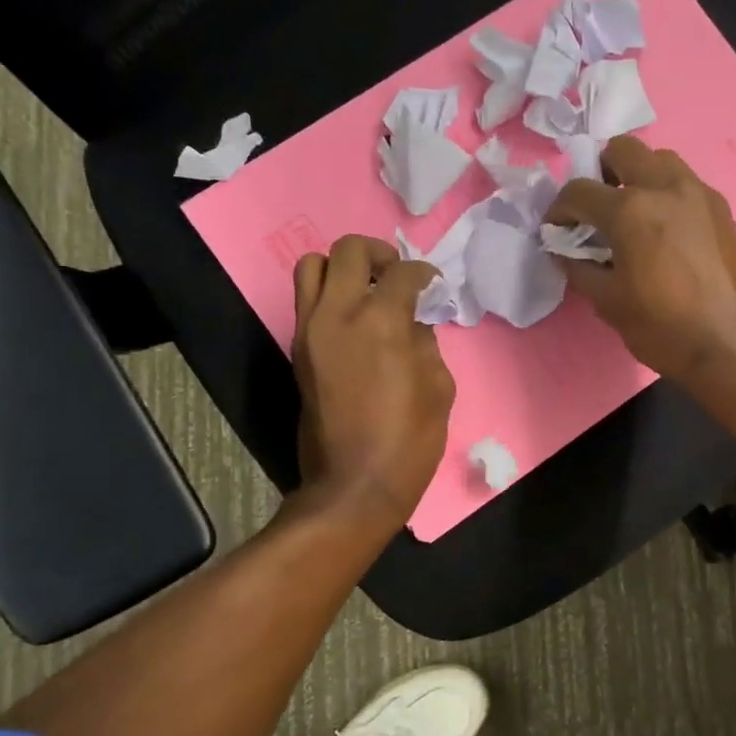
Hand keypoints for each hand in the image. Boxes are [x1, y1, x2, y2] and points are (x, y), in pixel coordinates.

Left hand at [292, 236, 453, 528]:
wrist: (354, 485)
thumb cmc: (409, 441)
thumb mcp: (438, 389)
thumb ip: (426, 344)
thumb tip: (413, 324)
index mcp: (381, 321)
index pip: (402, 272)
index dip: (424, 273)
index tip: (433, 285)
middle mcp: (337, 314)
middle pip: (347, 250)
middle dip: (377, 253)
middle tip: (396, 275)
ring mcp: (309, 331)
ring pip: (311, 266)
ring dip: (342, 269)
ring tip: (366, 291)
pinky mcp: (297, 351)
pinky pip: (306, 301)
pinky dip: (329, 296)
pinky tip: (355, 321)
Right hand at [548, 136, 735, 383]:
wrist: (731, 346)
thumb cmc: (662, 328)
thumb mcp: (608, 303)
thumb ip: (580, 268)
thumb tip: (565, 251)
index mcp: (631, 210)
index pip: (579, 191)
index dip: (559, 210)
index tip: (557, 230)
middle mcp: (666, 187)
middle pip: (623, 151)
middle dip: (601, 173)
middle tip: (597, 210)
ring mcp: (700, 194)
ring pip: (661, 160)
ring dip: (639, 177)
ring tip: (633, 215)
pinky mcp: (723, 210)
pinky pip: (687, 185)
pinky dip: (667, 195)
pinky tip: (666, 231)